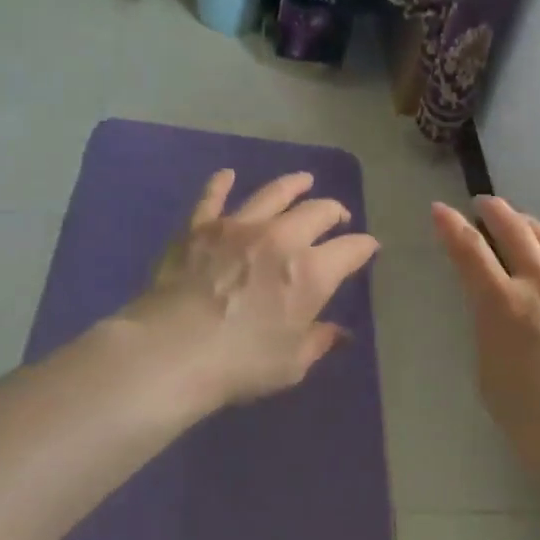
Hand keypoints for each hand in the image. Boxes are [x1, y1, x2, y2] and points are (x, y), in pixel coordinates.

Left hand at [121, 169, 379, 409]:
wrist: (170, 352)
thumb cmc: (239, 364)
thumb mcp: (291, 364)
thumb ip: (318, 341)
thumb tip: (340, 333)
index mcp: (312, 273)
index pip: (351, 249)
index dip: (365, 247)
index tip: (369, 248)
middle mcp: (282, 238)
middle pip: (318, 212)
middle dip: (334, 212)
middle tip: (338, 217)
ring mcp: (239, 226)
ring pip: (273, 193)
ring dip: (293, 185)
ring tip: (304, 180)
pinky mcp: (201, 227)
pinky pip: (213, 197)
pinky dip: (221, 184)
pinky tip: (227, 175)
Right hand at [433, 196, 539, 487]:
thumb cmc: (536, 422)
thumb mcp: (490, 376)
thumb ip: (489, 330)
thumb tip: (496, 307)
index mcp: (503, 306)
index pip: (470, 251)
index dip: (451, 226)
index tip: (439, 209)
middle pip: (515, 231)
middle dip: (494, 210)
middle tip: (483, 203)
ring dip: (529, 224)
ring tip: (519, 220)